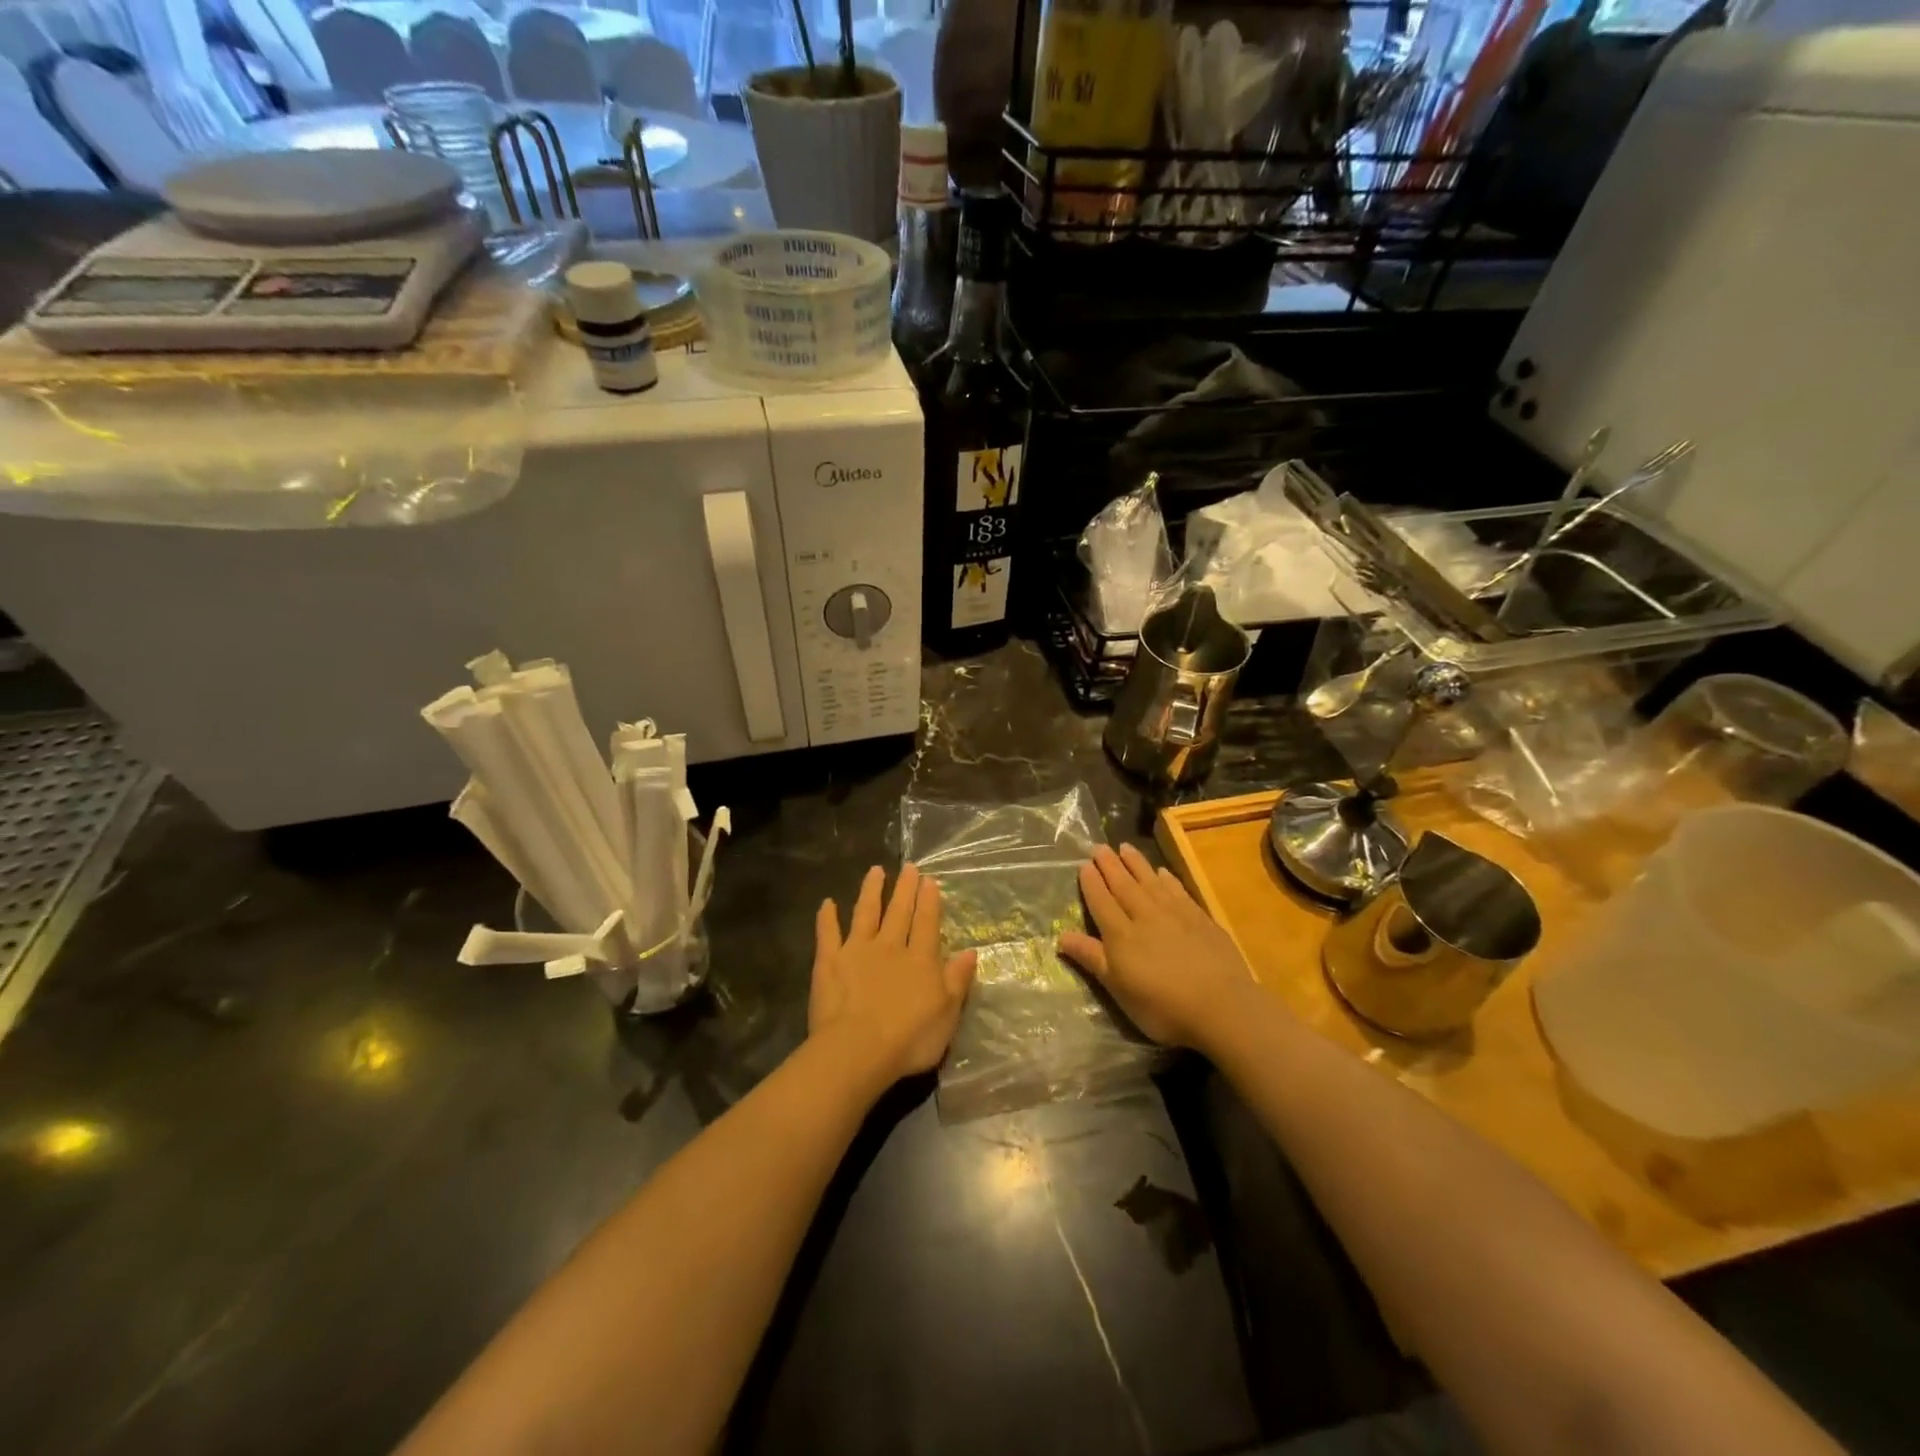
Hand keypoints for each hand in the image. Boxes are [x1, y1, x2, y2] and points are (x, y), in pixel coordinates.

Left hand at [809, 863, 977, 1087]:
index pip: (926, 923)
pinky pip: (828, 934)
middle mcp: (889, 947)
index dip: (929, 901)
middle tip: (909, 866)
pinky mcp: (829, 962)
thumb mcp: (947, 1013)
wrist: (858, 1049)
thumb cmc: (909, 1037)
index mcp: (920, 959)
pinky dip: (827, 918)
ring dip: (871, 891)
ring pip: (866, 913)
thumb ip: (957, 980)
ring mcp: (857, 951)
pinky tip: (827, 903)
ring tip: (875, 871)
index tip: (929, 880)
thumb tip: (971, 952)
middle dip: (905, 889)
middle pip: (899, 912)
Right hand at [1058, 844, 1257, 1051]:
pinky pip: (1177, 890)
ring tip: (1124, 847)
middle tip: (1099, 847)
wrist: (1222, 1006)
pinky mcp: (1199, 918)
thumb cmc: (1163, 1006)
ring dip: (1136, 863)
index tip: (1083, 864)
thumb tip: (1060, 936)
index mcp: (1121, 935)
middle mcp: (1145, 916)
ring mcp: (1175, 914)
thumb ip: (1092, 958)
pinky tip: (1162, 872)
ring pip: (1149, 881)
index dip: (1091, 883)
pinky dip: (1166, 879)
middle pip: (1123, 885)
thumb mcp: (1119, 989)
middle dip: (1110, 866)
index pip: (1101, 902)